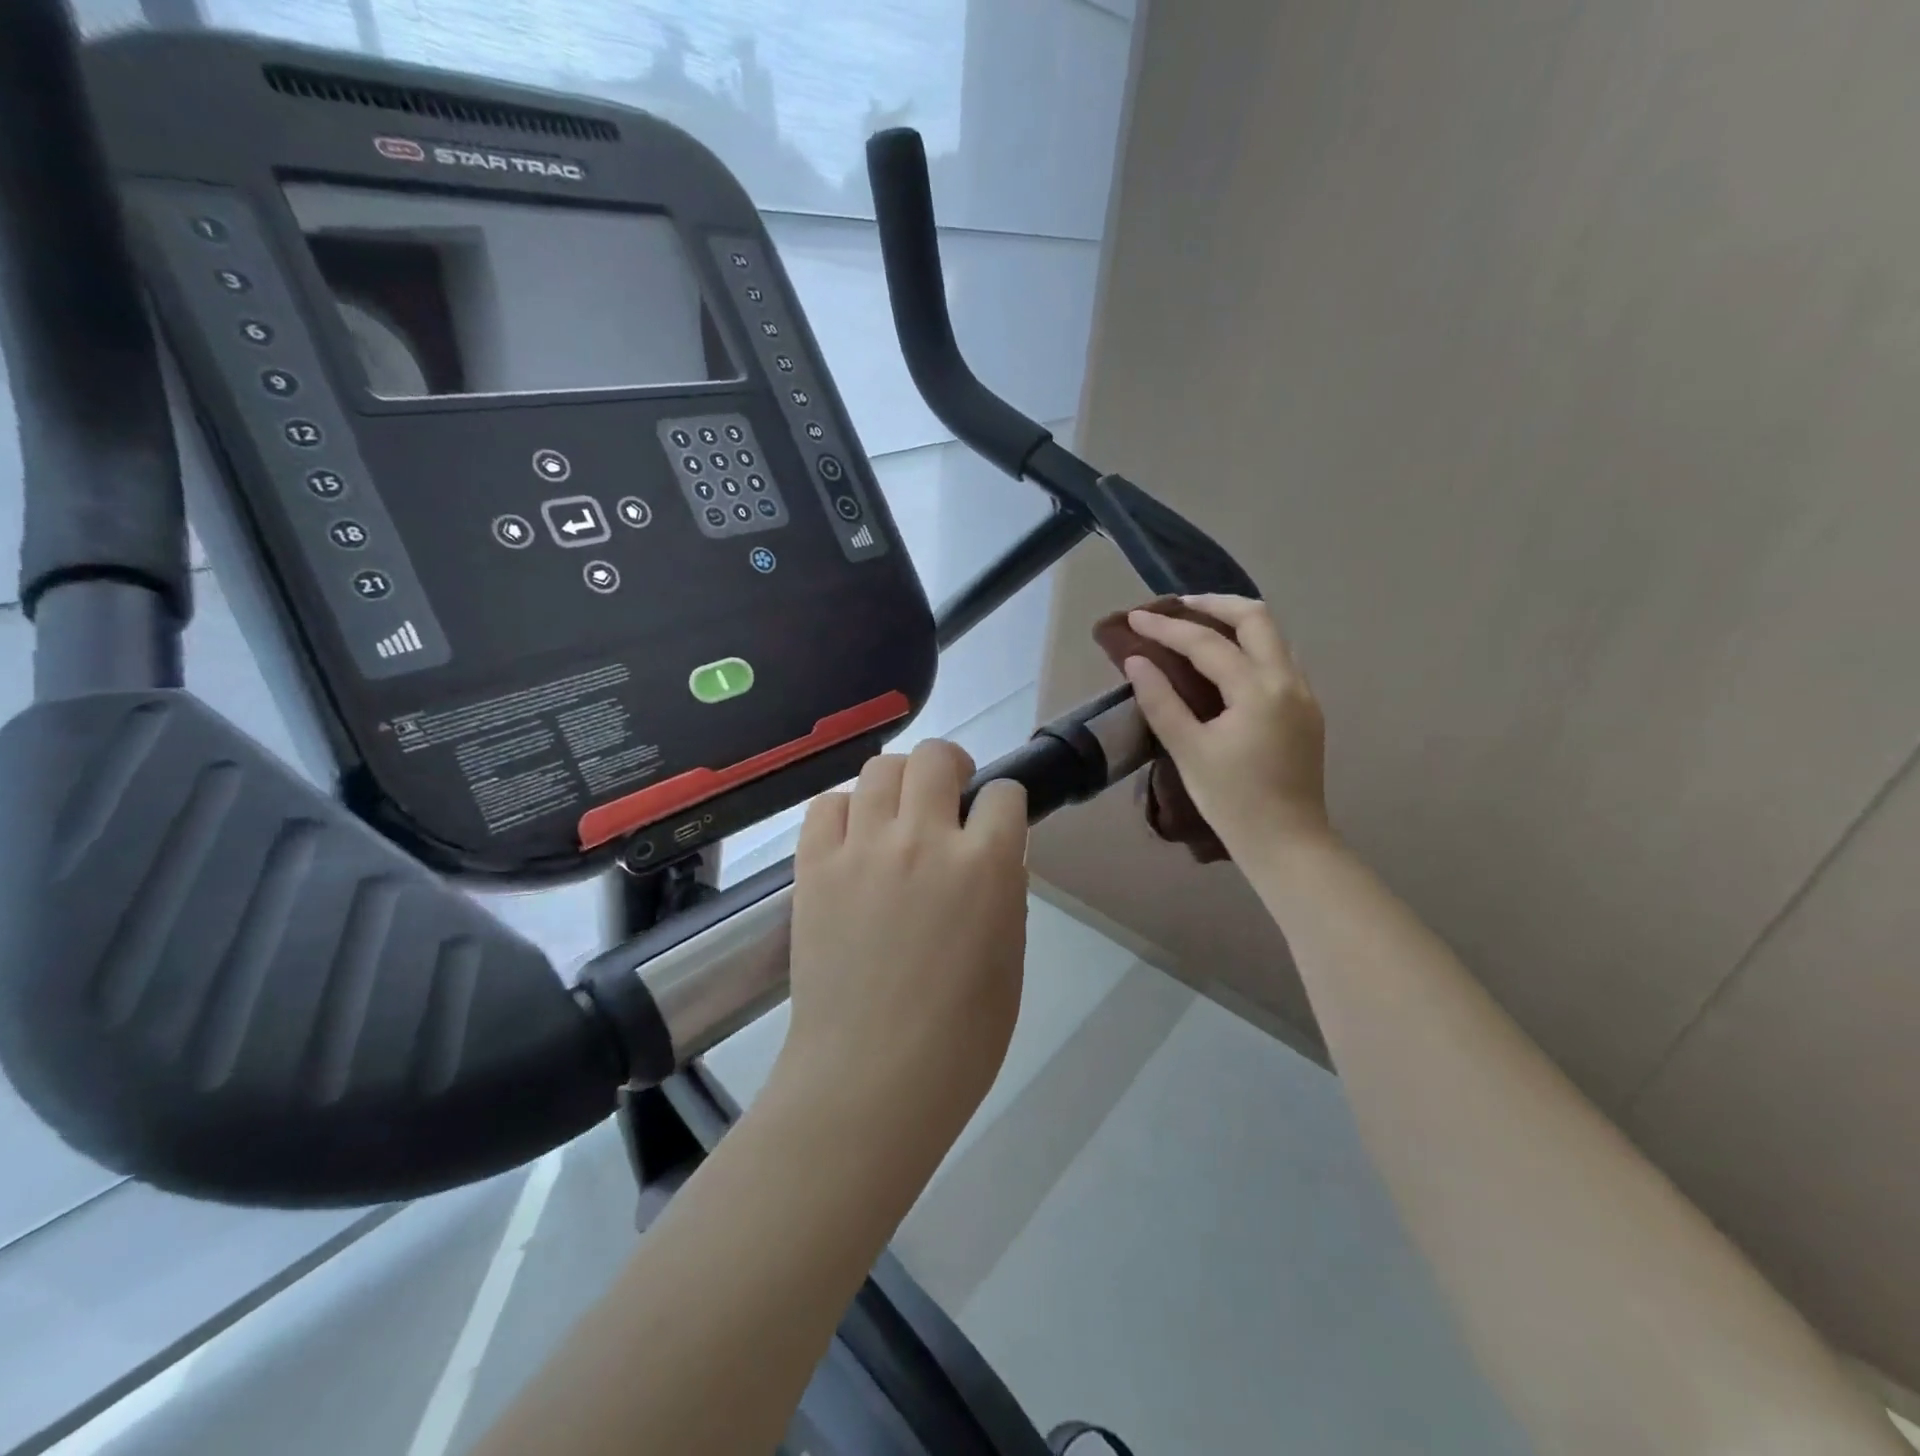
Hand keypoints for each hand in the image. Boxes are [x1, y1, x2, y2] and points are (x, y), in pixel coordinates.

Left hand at [778, 740, 1029, 1143]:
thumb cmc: (960, 1036)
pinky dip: (845, 810)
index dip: (1004, 803)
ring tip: (899, 813)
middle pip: (936, 757)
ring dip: (899, 781)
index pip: (1003, 794)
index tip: (995, 820)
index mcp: (985, 865)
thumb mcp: (1010, 959)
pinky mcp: (814, 867)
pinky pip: (827, 805)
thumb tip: (993, 854)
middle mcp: (924, 840)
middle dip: (951, 766)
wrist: (870, 1078)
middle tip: (949, 796)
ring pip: (880, 769)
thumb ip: (1005, 892)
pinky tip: (854, 838)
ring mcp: (863, 849)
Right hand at [1122, 594, 1331, 862]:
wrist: (1288, 843)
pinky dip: (1249, 647)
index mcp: (1258, 690)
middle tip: (1178, 607)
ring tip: (1198, 626)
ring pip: (1273, 636)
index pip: (1207, 643)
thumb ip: (1160, 701)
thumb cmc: (1232, 800)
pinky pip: (1278, 660)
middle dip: (1214, 604)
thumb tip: (1137, 661)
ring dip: (1236, 622)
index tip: (1135, 618)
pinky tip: (1225, 663)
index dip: (1167, 628)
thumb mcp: (1188, 750)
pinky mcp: (1306, 711)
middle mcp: (1288, 681)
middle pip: (1256, 618)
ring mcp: (1303, 695)